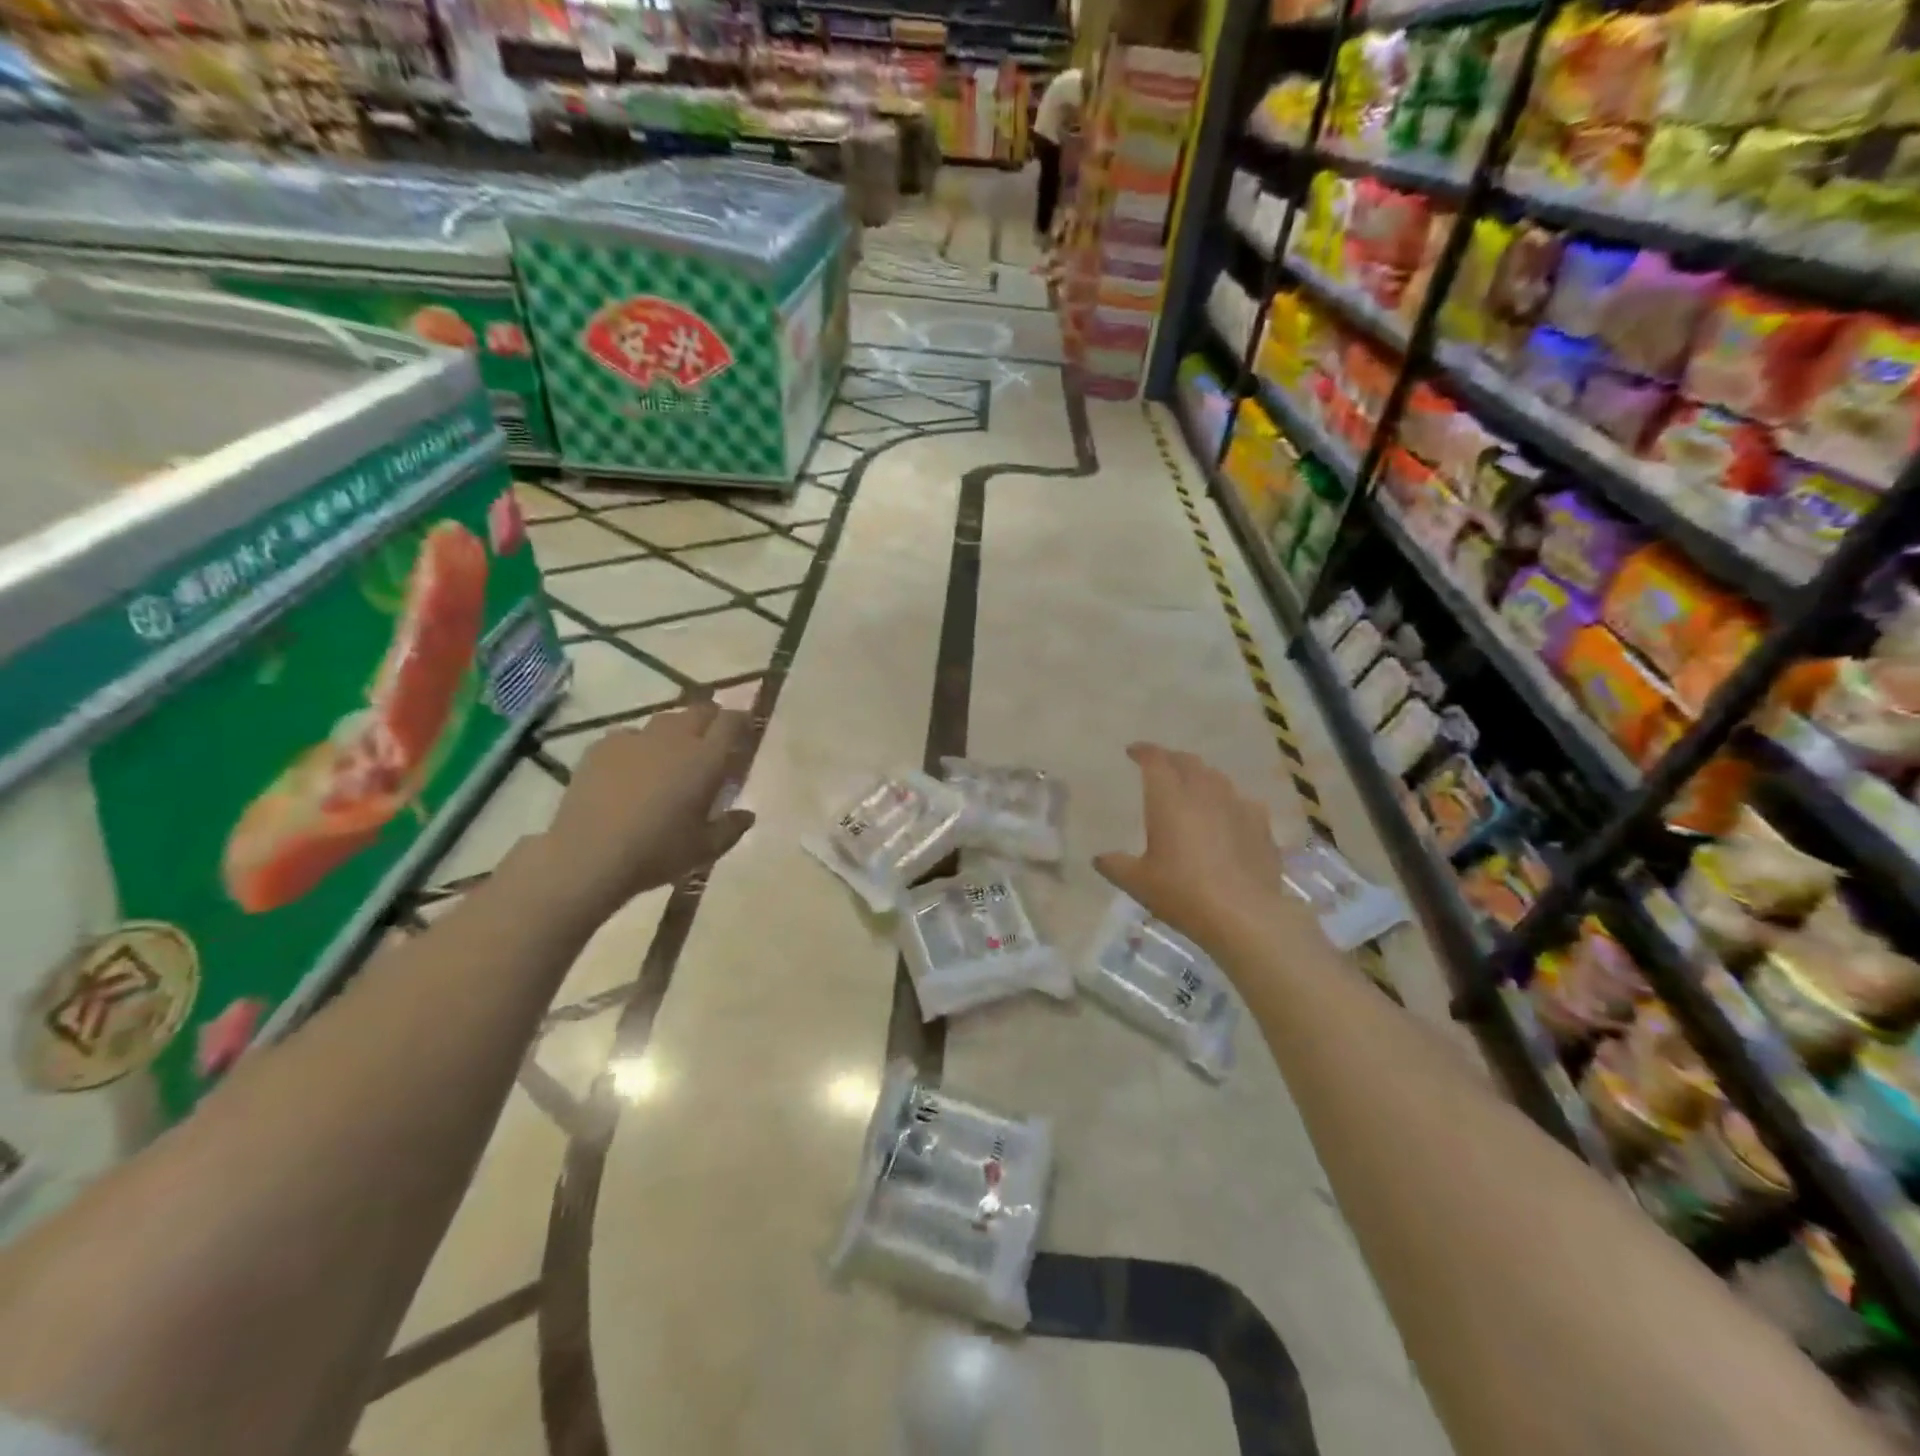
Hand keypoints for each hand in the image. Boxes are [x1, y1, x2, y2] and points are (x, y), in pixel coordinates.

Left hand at [541, 701, 754, 913]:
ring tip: (671, 754)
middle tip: (711, 742)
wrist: (588, 855)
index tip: (744, 734)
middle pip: (700, 711)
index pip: (732, 722)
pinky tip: (631, 769)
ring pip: (664, 720)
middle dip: (711, 720)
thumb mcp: (705, 849)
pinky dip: (638, 745)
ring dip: (675, 731)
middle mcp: (674, 739)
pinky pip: (628, 735)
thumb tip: (747, 815)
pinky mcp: (602, 747)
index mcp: (706, 759)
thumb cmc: (657, 852)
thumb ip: (731, 828)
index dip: (741, 722)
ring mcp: (635, 739)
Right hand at [1094, 743, 1309, 959]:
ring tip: (1192, 788)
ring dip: (1200, 776)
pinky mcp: (1261, 825)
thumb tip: (1099, 858)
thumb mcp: (1138, 883)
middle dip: (1171, 759)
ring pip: (1216, 777)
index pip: (1155, 760)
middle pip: (1188, 762)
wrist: (1244, 915)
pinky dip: (1228, 801)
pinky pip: (1242, 801)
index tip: (1133, 752)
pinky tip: (1227, 816)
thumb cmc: (1183, 893)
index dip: (1143, 751)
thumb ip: (1115, 865)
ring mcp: (1237, 805)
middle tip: (1160, 767)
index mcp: (1169, 799)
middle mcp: (1204, 792)